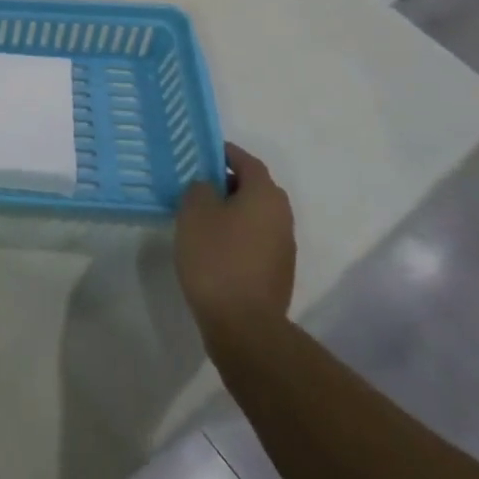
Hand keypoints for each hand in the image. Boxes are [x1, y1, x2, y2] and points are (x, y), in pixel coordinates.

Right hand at [173, 143, 295, 349]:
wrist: (244, 325)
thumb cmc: (216, 257)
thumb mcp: (195, 210)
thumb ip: (200, 188)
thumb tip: (209, 187)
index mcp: (266, 195)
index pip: (246, 161)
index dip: (223, 153)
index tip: (200, 153)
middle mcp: (282, 216)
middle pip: (254, 187)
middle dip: (227, 182)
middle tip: (196, 184)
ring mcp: (283, 247)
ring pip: (255, 215)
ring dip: (231, 210)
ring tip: (199, 216)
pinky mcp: (277, 272)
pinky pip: (255, 239)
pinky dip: (236, 234)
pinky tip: (212, 246)